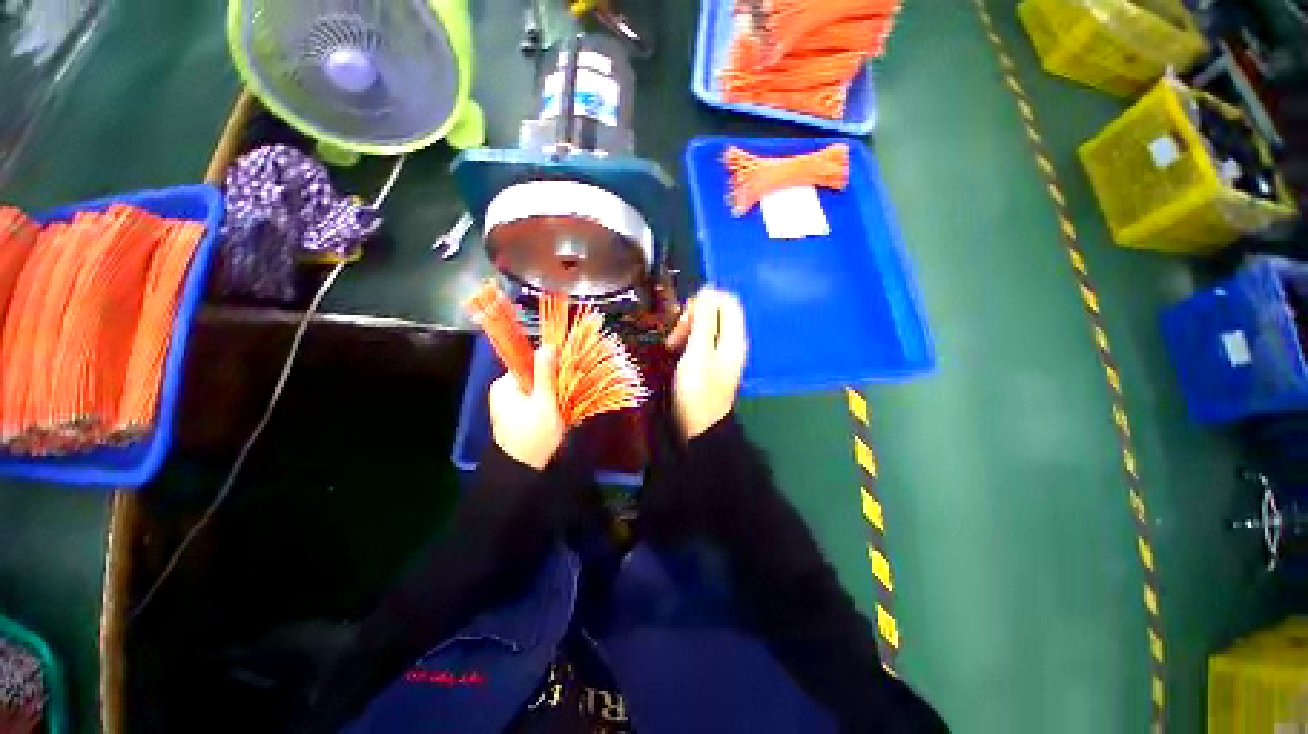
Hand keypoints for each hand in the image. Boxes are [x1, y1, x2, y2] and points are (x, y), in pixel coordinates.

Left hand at [489, 346, 565, 469]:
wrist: (522, 470)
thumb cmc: (534, 437)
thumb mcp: (545, 403)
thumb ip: (546, 374)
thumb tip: (549, 345)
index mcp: (505, 384)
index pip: (529, 360)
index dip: (549, 363)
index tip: (565, 372)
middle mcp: (504, 389)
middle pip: (534, 373)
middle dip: (554, 381)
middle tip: (568, 393)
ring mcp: (510, 402)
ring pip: (538, 386)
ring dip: (554, 393)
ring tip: (565, 406)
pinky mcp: (517, 412)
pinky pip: (536, 398)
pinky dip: (549, 402)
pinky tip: (559, 413)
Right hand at [667, 287, 747, 439]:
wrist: (699, 427)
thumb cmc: (698, 390)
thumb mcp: (698, 352)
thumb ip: (704, 320)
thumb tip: (708, 289)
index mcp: (734, 337)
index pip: (727, 300)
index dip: (705, 300)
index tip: (685, 316)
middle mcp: (731, 341)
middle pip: (716, 311)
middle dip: (693, 316)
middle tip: (676, 335)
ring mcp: (721, 353)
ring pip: (705, 325)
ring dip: (687, 328)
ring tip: (672, 345)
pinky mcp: (710, 362)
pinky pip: (701, 339)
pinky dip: (688, 340)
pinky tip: (676, 352)